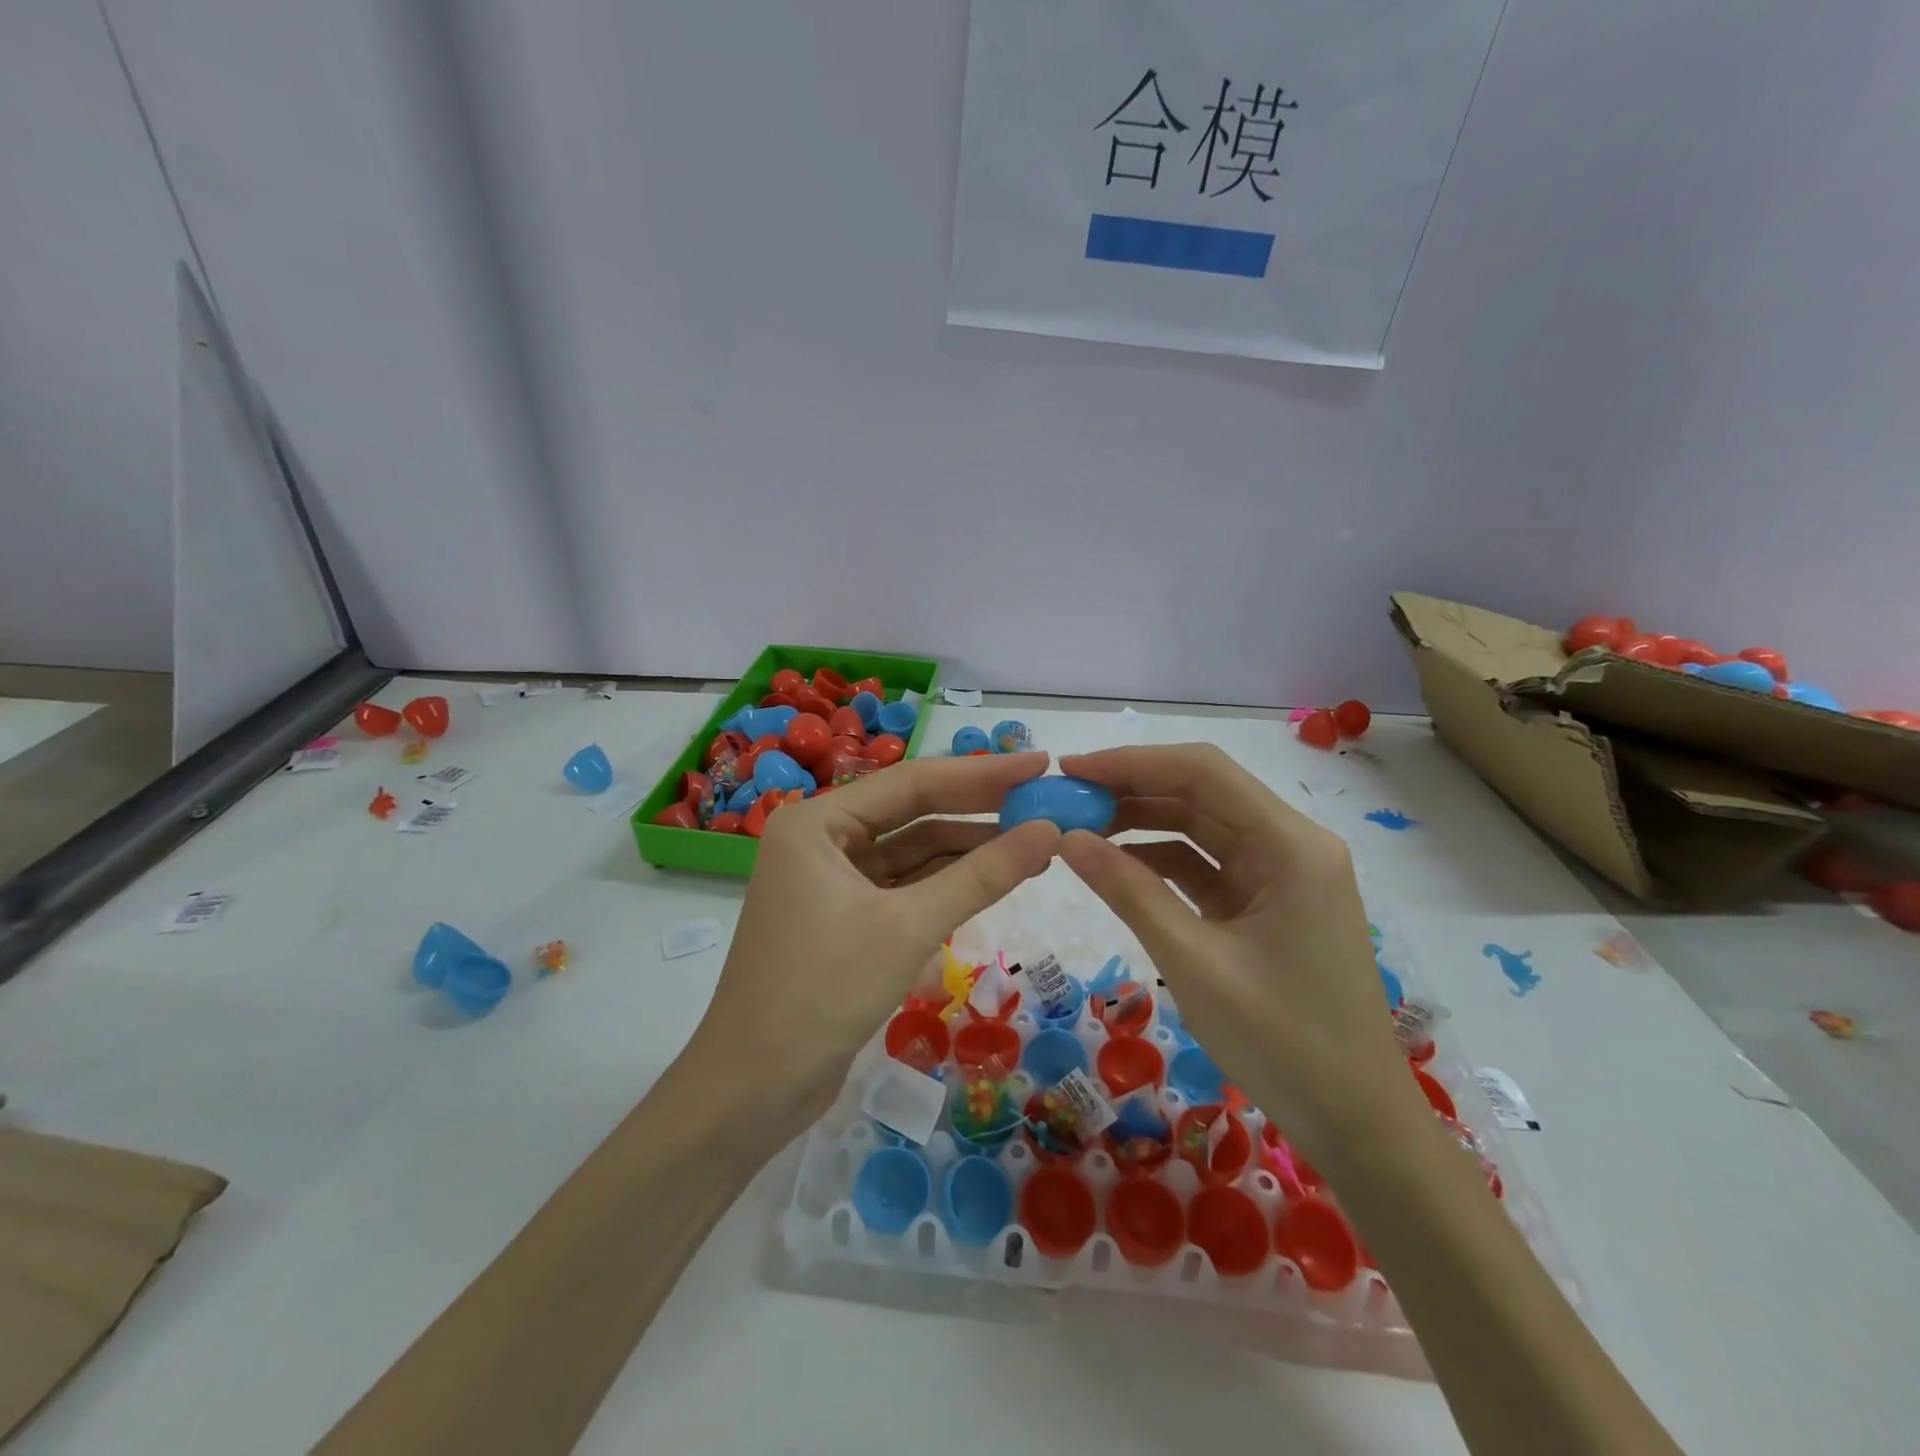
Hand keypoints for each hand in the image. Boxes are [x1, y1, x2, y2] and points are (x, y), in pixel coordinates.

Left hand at [686, 752, 1061, 1131]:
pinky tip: (992, 880)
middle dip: (978, 810)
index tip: (1039, 763)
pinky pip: (904, 888)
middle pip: (912, 813)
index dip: (981, 774)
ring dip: (968, 850)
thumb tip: (1050, 831)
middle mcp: (820, 840)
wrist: (754, 1090)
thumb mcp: (908, 927)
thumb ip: (981, 876)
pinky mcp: (843, 919)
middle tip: (1043, 800)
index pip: (912, 782)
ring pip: (911, 853)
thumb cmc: (822, 993)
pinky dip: (946, 885)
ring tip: (1034, 845)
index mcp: (817, 822)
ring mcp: (830, 880)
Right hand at [1056, 744, 1419, 1163]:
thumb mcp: (1193, 962)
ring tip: (1079, 828)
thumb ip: (1129, 891)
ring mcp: (1280, 874)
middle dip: (1131, 790)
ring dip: (1142, 823)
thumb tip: (1067, 837)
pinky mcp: (1266, 903)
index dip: (1131, 762)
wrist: (1355, 1124)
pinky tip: (1115, 865)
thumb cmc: (1282, 1043)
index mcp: (1290, 845)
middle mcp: (1290, 844)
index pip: (1202, 772)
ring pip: (1201, 826)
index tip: (1070, 769)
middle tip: (1065, 800)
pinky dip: (1160, 861)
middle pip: (1201, 793)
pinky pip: (1206, 865)